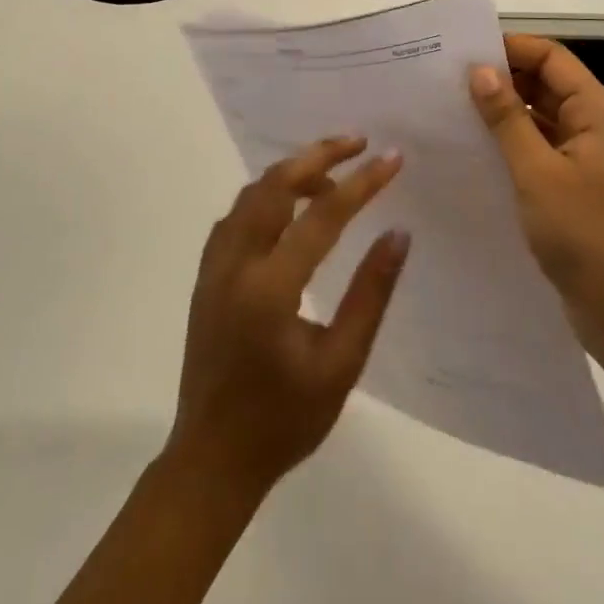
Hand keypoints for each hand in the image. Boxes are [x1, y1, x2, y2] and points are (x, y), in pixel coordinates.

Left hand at [165, 138, 409, 497]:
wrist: (212, 461)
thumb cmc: (284, 420)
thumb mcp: (341, 365)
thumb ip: (370, 295)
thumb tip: (398, 234)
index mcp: (270, 289)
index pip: (322, 216)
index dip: (361, 183)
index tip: (392, 158)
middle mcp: (235, 264)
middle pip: (275, 185)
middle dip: (318, 155)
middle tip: (358, 142)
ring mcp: (214, 267)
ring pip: (251, 194)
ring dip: (291, 172)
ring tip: (332, 175)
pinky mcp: (205, 274)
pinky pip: (236, 215)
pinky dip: (266, 196)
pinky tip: (290, 208)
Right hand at [470, 35, 603, 360]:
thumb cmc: (580, 233)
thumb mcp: (536, 172)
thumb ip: (507, 119)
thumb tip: (480, 70)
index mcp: (596, 113)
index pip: (552, 58)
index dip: (512, 48)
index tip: (466, 53)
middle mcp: (592, 125)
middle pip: (546, 82)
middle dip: (503, 76)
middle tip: (451, 79)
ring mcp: (582, 154)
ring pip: (539, 113)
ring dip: (504, 108)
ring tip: (455, 106)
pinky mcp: (570, 180)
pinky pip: (537, 143)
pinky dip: (510, 137)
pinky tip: (475, 144)